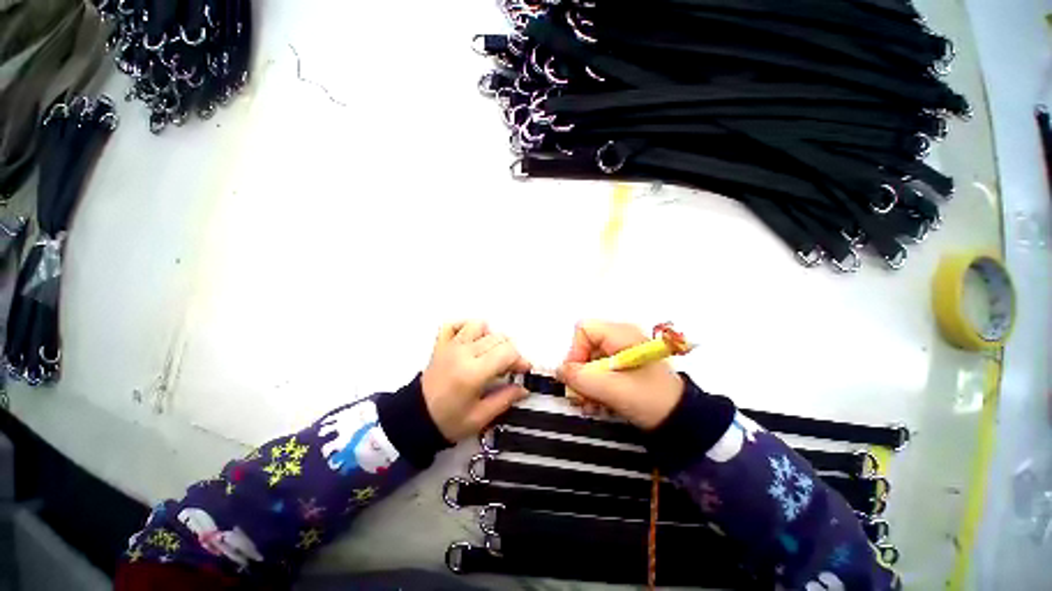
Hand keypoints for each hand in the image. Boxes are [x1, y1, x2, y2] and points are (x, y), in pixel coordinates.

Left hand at [422, 321, 530, 442]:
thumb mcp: (480, 418)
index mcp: (473, 372)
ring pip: (479, 325)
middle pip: (498, 338)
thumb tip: (524, 388)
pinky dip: (465, 327)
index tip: (523, 370)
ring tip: (490, 354)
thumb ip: (505, 399)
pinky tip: (471, 341)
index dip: (520, 360)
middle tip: (508, 369)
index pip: (507, 352)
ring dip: (490, 337)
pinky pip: (453, 324)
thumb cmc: (448, 421)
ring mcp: (451, 345)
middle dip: (509, 351)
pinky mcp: (441, 344)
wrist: (415, 419)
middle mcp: (463, 353)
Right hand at [556, 321, 683, 429]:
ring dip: (587, 384)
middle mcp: (621, 338)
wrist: (684, 420)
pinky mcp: (627, 367)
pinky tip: (599, 404)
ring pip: (592, 361)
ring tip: (590, 405)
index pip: (583, 330)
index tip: (577, 377)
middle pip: (586, 347)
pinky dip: (597, 386)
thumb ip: (579, 377)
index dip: (575, 352)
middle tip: (580, 397)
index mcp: (620, 334)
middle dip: (580, 373)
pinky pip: (603, 370)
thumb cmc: (648, 398)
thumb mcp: (610, 389)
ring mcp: (624, 352)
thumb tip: (559, 370)